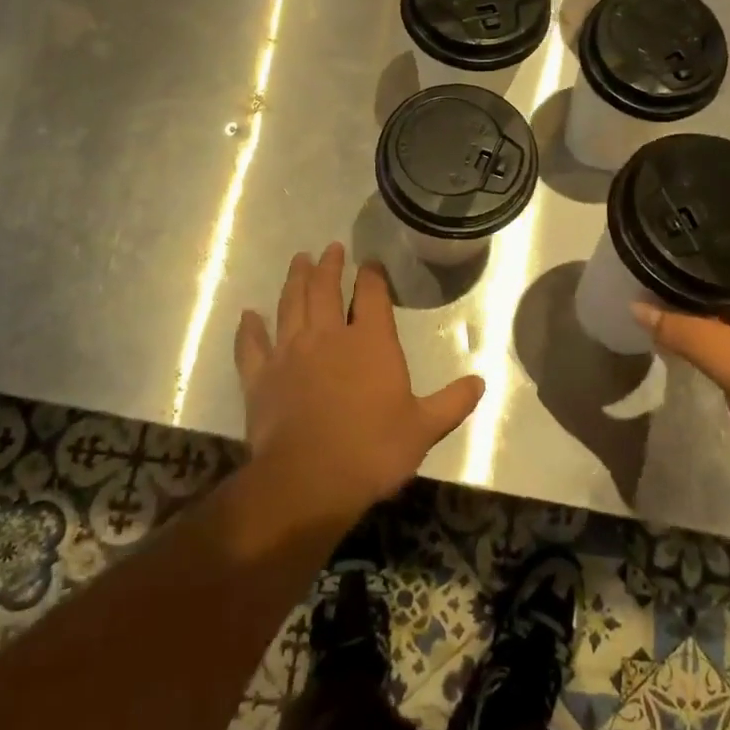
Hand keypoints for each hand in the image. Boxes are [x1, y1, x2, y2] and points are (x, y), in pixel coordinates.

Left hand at [235, 244, 484, 521]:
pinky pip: (252, 345)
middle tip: (330, 249)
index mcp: (370, 341)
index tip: (370, 264)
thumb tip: (481, 382)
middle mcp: (328, 336)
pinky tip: (248, 315)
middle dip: (330, 266)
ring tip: (299, 261)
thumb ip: (453, 402)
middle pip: (326, 289)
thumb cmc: (373, 450)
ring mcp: (290, 353)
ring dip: (295, 280)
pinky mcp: (260, 377)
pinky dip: (249, 329)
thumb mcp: (424, 428)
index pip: (372, 294)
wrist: (310, 480)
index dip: (372, 275)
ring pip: (290, 305)